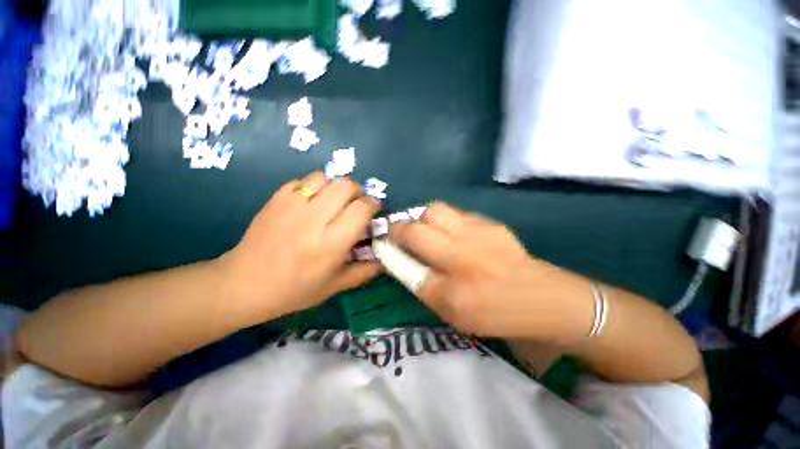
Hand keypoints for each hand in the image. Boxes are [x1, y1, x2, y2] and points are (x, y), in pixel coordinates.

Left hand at [220, 172, 381, 320]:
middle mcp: (313, 220)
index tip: (373, 210)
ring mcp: (291, 206)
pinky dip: (313, 187)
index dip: (372, 205)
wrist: (244, 284)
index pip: (361, 209)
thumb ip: (364, 272)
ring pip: (324, 178)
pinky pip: (302, 181)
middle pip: (346, 186)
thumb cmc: (294, 290)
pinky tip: (311, 202)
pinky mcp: (275, 200)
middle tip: (355, 204)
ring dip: (335, 187)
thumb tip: (384, 260)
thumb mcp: (335, 286)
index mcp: (330, 244)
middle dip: (357, 192)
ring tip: (333, 201)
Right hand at [390, 203, 592, 342]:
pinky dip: (443, 219)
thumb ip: (422, 283)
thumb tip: (399, 259)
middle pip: (418, 225)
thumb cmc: (495, 314)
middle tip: (401, 233)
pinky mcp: (490, 223)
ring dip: (421, 218)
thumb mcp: (452, 311)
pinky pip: (455, 212)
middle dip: (400, 226)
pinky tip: (450, 231)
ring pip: (435, 210)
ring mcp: (479, 232)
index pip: (407, 259)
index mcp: (453, 286)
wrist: (545, 299)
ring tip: (424, 230)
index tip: (381, 241)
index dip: (389, 245)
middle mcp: (463, 253)